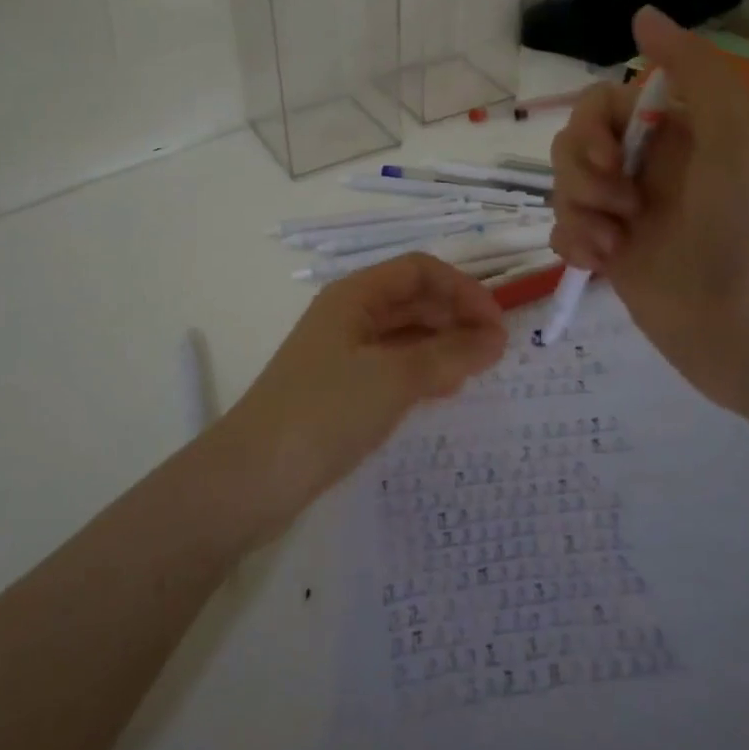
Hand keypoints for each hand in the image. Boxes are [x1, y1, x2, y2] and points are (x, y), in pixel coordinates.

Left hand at [216, 253, 506, 531]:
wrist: (252, 478)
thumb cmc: (324, 412)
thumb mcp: (393, 379)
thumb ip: (449, 355)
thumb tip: (496, 339)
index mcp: (354, 295)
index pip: (420, 270)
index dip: (462, 289)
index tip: (496, 324)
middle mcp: (348, 315)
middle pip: (413, 299)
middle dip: (456, 317)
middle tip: (495, 353)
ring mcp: (342, 353)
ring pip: (404, 334)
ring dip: (442, 345)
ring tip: (476, 372)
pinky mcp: (340, 389)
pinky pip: (392, 366)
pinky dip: (422, 371)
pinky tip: (443, 392)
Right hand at [549, 6, 748, 416]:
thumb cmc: (748, 226)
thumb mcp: (736, 132)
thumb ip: (693, 68)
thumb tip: (641, 14)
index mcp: (673, 133)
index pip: (601, 105)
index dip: (592, 128)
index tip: (613, 160)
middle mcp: (644, 167)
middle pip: (572, 145)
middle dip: (583, 174)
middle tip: (623, 206)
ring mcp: (624, 214)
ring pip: (563, 188)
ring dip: (578, 211)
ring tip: (615, 244)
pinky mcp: (609, 256)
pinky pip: (562, 232)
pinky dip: (572, 243)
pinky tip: (602, 264)